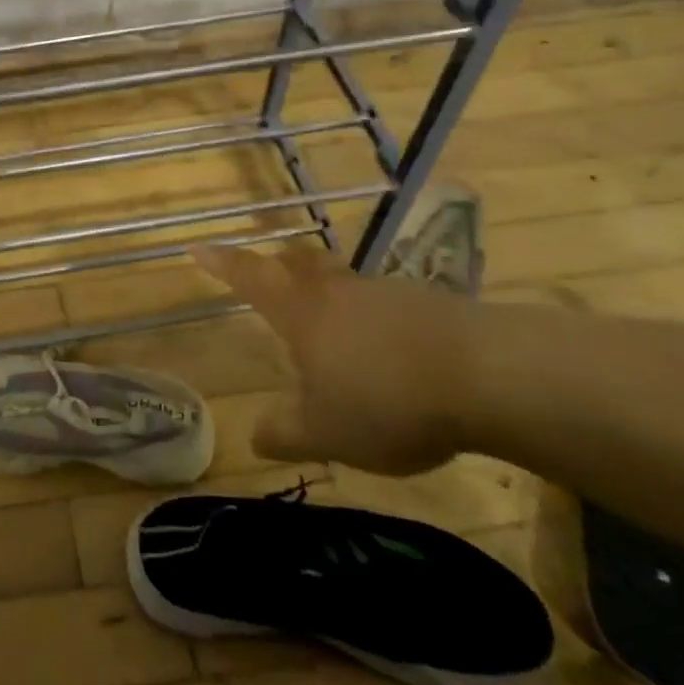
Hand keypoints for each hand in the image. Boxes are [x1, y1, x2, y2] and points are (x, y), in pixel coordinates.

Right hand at [193, 242, 477, 474]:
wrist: (486, 375)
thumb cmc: (385, 400)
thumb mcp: (324, 432)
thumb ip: (284, 433)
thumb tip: (253, 436)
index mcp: (300, 312)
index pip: (249, 277)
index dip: (221, 263)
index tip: (197, 248)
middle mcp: (336, 291)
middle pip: (297, 264)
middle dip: (275, 265)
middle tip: (266, 271)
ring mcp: (384, 292)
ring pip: (342, 281)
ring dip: (327, 291)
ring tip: (330, 321)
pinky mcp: (428, 303)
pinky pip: (383, 302)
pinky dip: (372, 316)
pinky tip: (387, 346)